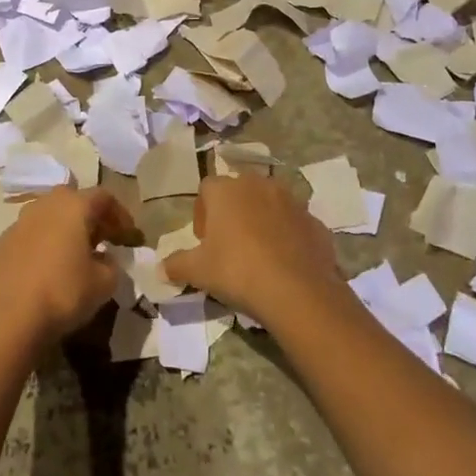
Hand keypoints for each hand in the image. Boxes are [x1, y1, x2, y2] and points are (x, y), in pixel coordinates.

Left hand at [0, 187, 141, 348]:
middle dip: (91, 218)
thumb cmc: (63, 293)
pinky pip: (30, 236)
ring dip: (65, 230)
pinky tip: (48, 269)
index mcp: (72, 206)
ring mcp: (18, 223)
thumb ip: (111, 265)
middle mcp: (44, 205)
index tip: (129, 237)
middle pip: (73, 201)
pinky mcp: (1, 245)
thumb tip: (104, 260)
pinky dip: (44, 245)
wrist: (6, 319)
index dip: (120, 215)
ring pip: (48, 217)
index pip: (103, 197)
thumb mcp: (104, 283)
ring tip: (76, 256)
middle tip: (103, 241)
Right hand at [163, 174, 340, 323]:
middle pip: (239, 191)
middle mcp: (259, 184)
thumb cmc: (237, 271)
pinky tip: (284, 263)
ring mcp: (292, 200)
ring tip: (258, 254)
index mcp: (226, 189)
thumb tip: (160, 268)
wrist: (297, 291)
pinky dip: (288, 237)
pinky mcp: (315, 221)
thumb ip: (176, 265)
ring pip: (270, 204)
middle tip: (228, 245)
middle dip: (232, 212)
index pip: (206, 189)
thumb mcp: (198, 271)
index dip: (202, 213)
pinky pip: (295, 224)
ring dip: (262, 221)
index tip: (203, 240)